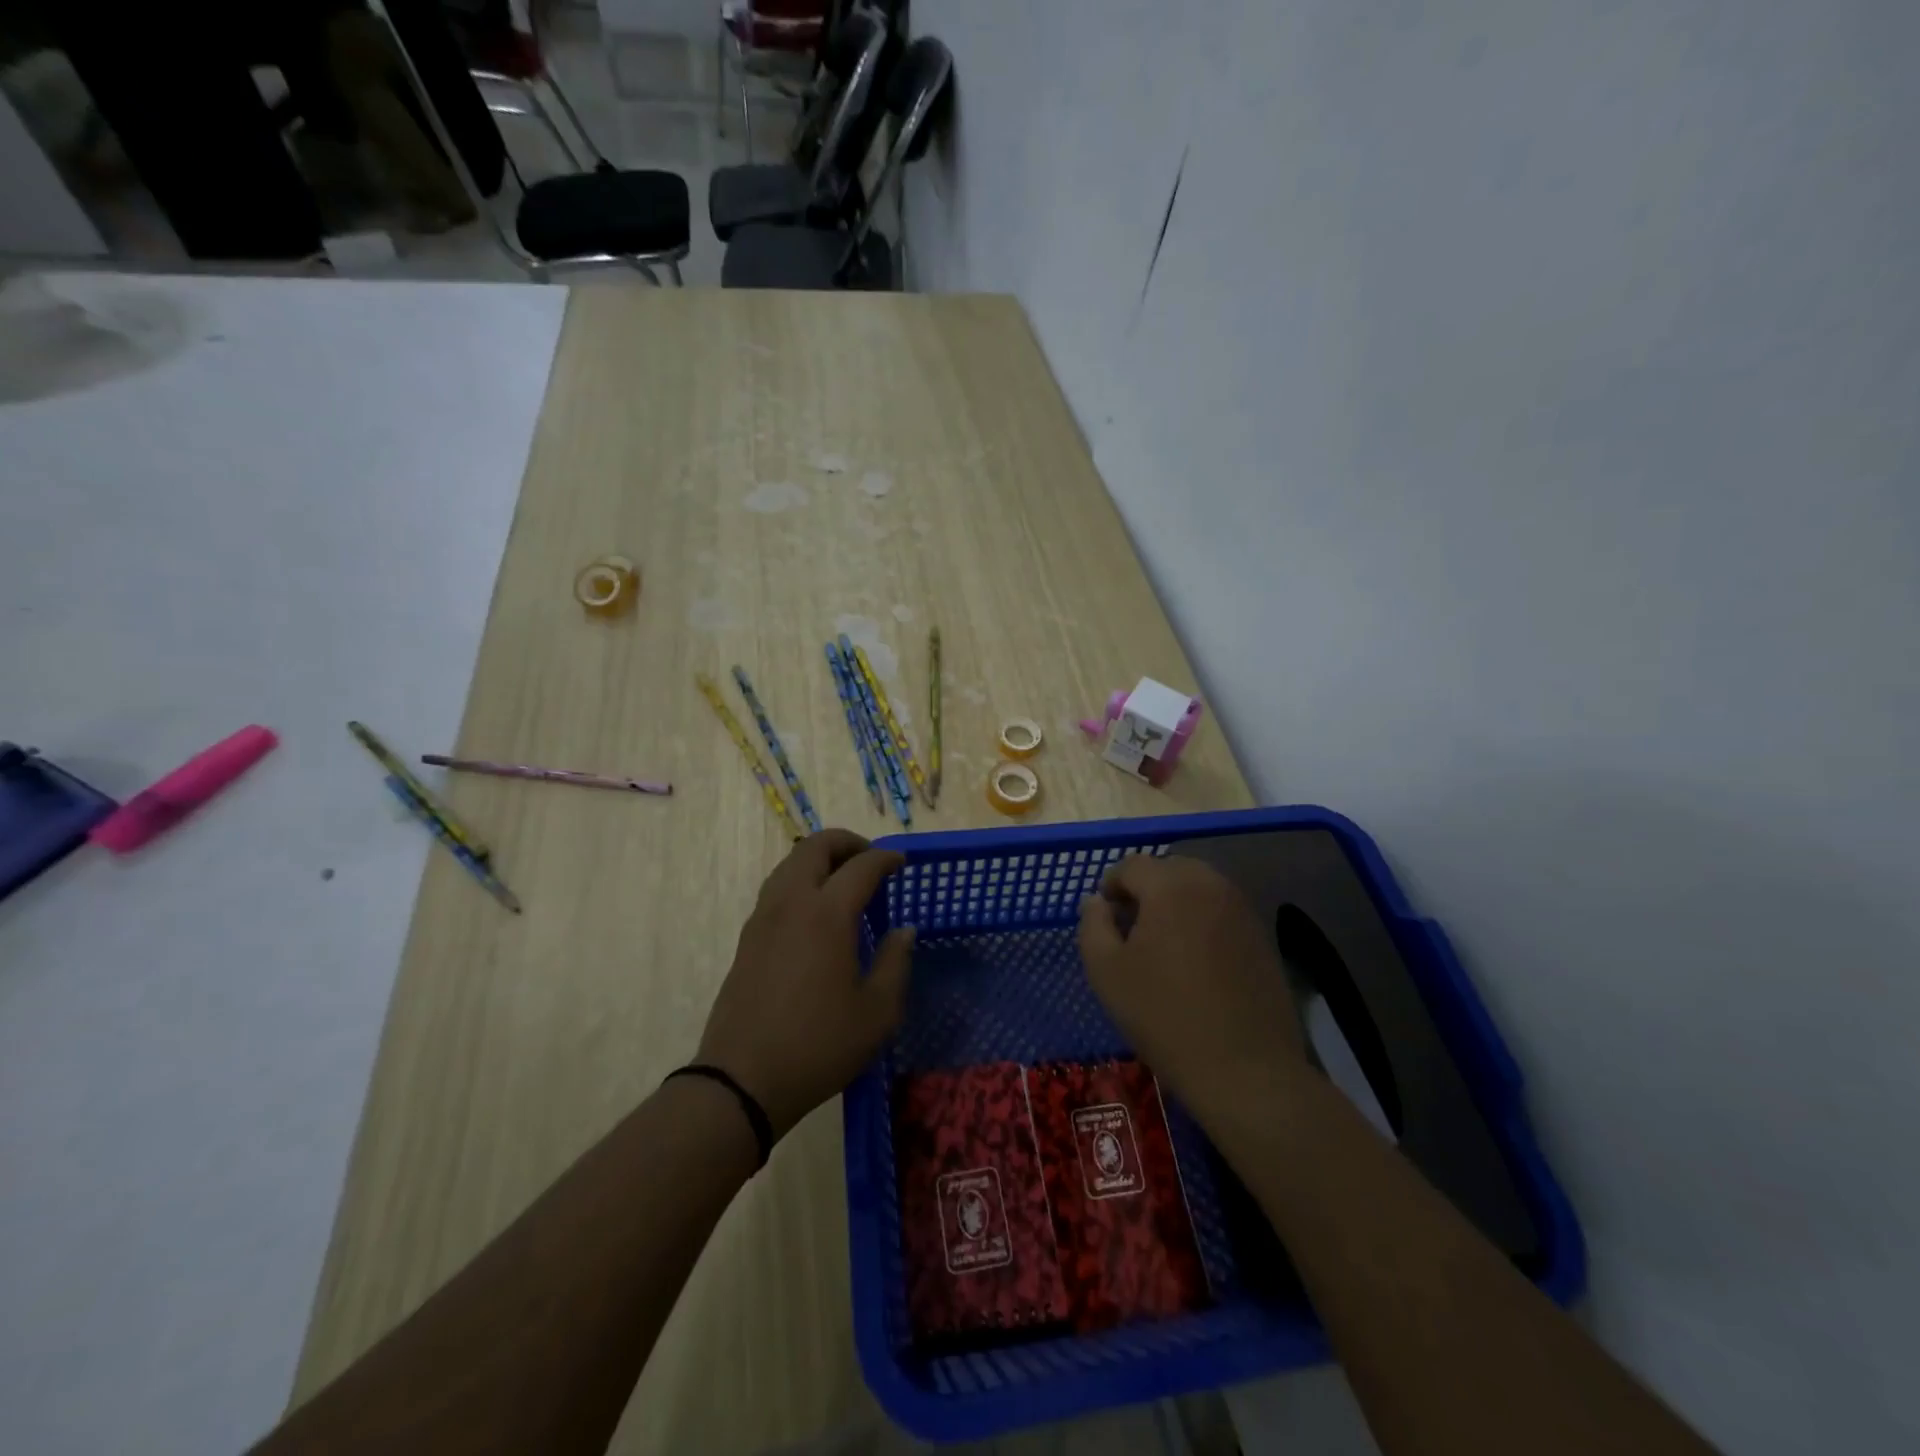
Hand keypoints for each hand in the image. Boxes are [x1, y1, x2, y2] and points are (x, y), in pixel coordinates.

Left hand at [698, 829, 915, 1141]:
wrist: (743, 1081)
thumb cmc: (819, 1045)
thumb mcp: (877, 1012)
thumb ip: (896, 963)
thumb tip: (904, 931)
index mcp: (827, 914)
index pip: (861, 866)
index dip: (886, 858)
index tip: (902, 863)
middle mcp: (791, 903)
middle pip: (815, 847)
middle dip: (847, 843)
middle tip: (870, 860)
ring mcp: (763, 918)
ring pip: (790, 864)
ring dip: (819, 859)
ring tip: (844, 881)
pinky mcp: (747, 938)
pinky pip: (777, 888)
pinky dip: (801, 881)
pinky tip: (816, 912)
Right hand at [1077, 854, 1305, 1114]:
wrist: (1245, 1069)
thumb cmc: (1164, 1016)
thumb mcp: (1106, 971)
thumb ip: (1093, 924)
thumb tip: (1096, 901)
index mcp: (1170, 885)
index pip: (1131, 865)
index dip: (1110, 886)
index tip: (1104, 919)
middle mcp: (1210, 884)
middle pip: (1168, 869)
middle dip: (1145, 890)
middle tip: (1131, 929)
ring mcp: (1241, 908)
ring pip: (1197, 887)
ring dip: (1175, 903)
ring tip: (1162, 945)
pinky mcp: (1261, 934)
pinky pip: (1220, 910)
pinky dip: (1201, 921)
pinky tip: (1195, 961)